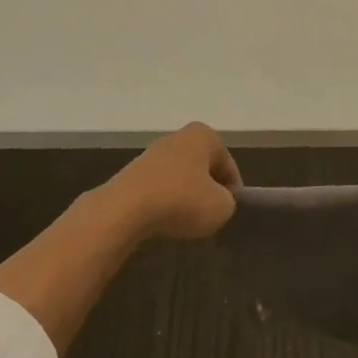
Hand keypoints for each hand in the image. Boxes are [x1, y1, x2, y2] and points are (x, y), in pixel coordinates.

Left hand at [99, 122, 240, 240]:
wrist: (126, 209)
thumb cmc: (182, 201)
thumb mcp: (222, 208)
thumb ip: (228, 202)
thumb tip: (216, 200)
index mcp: (205, 136)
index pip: (228, 167)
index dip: (232, 192)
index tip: (226, 211)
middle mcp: (179, 137)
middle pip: (203, 169)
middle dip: (207, 190)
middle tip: (208, 215)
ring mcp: (153, 153)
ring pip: (181, 178)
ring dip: (186, 197)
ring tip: (185, 220)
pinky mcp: (133, 171)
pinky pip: (160, 188)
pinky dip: (165, 201)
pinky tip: (164, 218)